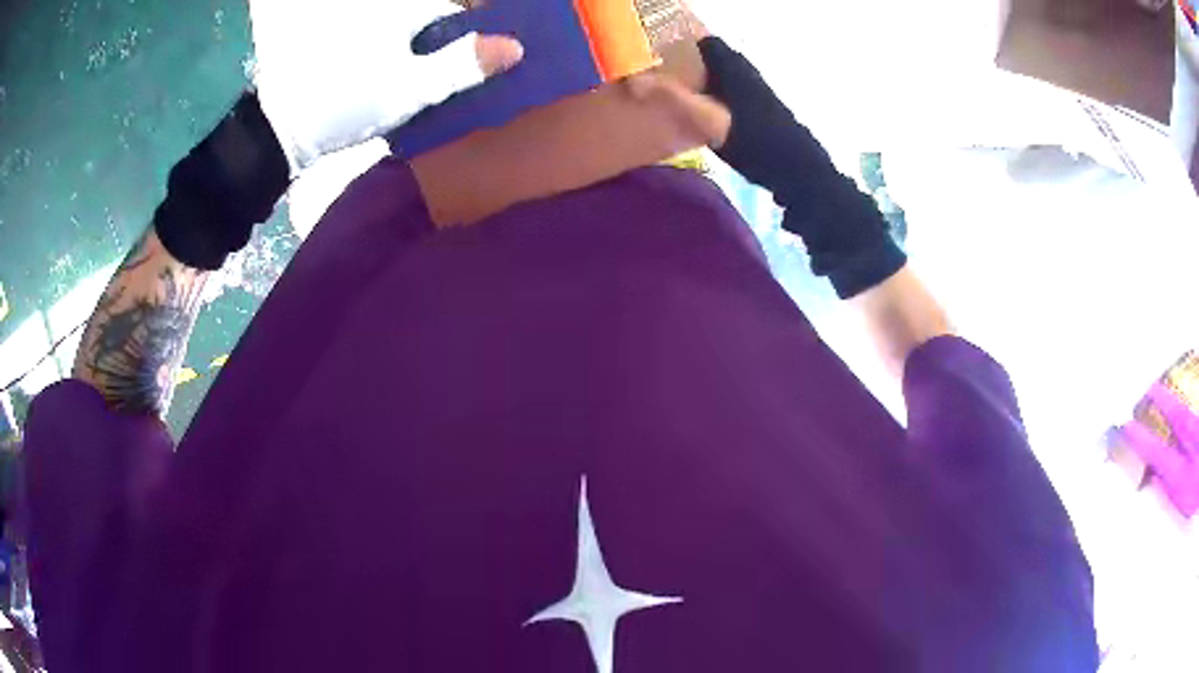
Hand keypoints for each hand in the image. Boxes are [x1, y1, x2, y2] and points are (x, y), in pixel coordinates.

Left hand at [252, 0, 522, 170]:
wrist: (280, 126)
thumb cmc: (346, 103)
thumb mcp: (411, 89)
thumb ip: (464, 65)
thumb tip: (515, 46)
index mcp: (404, 7)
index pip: (457, 9)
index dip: (475, 31)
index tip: (481, 57)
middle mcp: (381, 6)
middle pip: (431, 15)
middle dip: (448, 39)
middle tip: (455, 70)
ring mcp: (356, 19)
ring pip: (408, 25)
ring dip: (424, 47)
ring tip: (427, 75)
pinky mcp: (337, 37)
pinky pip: (383, 36)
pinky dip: (397, 50)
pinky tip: (393, 74)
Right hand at [629, 37, 904, 299]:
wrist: (800, 173)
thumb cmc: (758, 142)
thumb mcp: (711, 121)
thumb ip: (672, 99)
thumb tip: (632, 82)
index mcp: (735, 67)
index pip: (704, 41)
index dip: (680, 41)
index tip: (653, 50)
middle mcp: (745, 73)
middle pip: (709, 58)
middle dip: (683, 62)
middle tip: (653, 73)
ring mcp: (754, 92)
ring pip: (718, 77)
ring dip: (696, 81)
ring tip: (667, 92)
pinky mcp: (757, 112)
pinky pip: (726, 94)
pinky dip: (708, 97)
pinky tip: (695, 114)